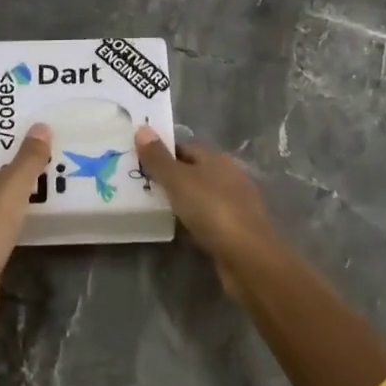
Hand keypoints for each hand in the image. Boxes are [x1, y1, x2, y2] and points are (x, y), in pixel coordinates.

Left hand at [0, 126, 52, 311]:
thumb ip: (29, 156)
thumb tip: (41, 126)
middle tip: (50, 168)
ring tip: (49, 193)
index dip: (13, 144)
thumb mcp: (13, 187)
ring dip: (15, 197)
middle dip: (17, 171)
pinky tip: (32, 223)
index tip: (41, 145)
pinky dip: (10, 220)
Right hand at [133, 127, 282, 296]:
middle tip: (140, 185)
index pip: (184, 148)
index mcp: (217, 158)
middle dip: (169, 177)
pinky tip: (178, 227)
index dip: (161, 152)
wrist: (248, 256)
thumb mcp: (178, 181)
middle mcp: (229, 175)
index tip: (137, 162)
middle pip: (193, 170)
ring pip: (200, 194)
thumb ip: (158, 158)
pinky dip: (192, 219)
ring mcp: (234, 203)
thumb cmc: (212, 210)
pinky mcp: (235, 228)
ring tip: (152, 207)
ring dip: (181, 199)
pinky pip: (207, 217)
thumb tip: (142, 128)